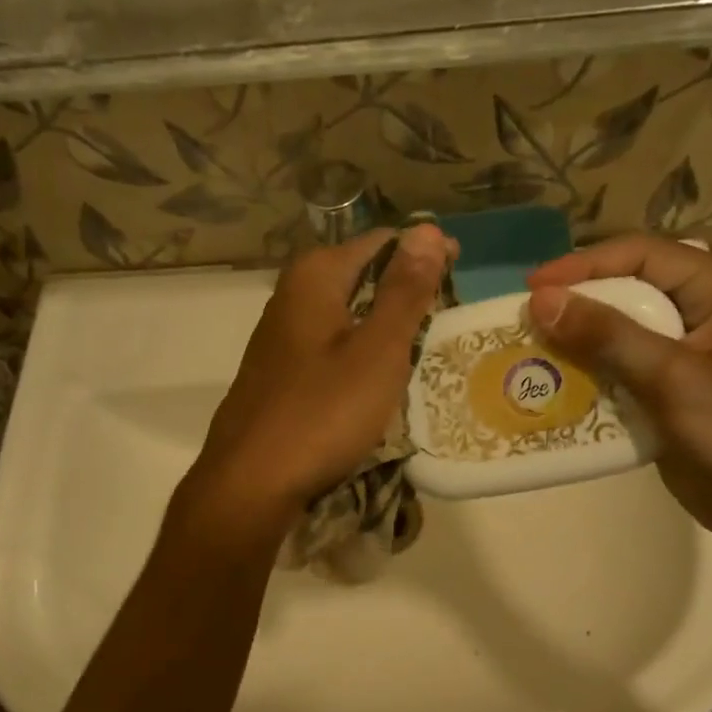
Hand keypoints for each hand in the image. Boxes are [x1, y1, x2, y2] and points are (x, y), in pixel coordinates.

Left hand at [186, 224, 450, 533]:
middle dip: (405, 291)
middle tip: (446, 322)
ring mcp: (281, 335)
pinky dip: (360, 352)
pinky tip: (377, 379)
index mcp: (316, 276)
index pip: (383, 241)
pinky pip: (331, 345)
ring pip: (347, 313)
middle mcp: (292, 294)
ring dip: (384, 324)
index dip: (425, 255)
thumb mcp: (377, 351)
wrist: (251, 483)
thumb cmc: (322, 413)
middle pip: (362, 275)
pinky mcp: (280, 371)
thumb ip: (405, 290)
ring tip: (422, 349)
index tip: (460, 280)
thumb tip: (428, 228)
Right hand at [526, 234, 711, 544]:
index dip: (584, 265)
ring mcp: (681, 346)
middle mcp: (699, 306)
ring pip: (618, 322)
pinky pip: (618, 359)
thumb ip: (606, 334)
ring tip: (533, 342)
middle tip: (529, 313)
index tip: (534, 288)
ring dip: (577, 333)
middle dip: (577, 298)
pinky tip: (555, 375)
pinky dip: (587, 364)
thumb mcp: (669, 374)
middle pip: (626, 284)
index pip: (640, 254)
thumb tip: (541, 301)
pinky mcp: (664, 381)